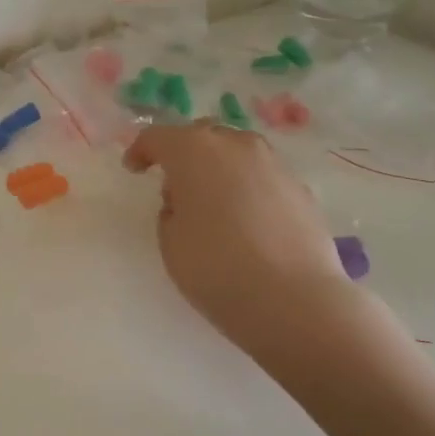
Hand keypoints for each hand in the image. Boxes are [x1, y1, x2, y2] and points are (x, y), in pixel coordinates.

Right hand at [123, 121, 355, 354]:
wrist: (292, 299)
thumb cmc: (215, 267)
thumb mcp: (170, 240)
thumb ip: (172, 209)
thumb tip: (187, 200)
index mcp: (194, 150)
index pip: (158, 136)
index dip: (141, 150)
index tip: (134, 170)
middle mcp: (236, 145)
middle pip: (203, 136)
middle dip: (185, 153)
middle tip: (175, 183)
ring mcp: (274, 164)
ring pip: (237, 153)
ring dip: (219, 168)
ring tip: (213, 201)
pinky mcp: (301, 188)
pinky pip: (262, 177)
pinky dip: (248, 188)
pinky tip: (246, 220)